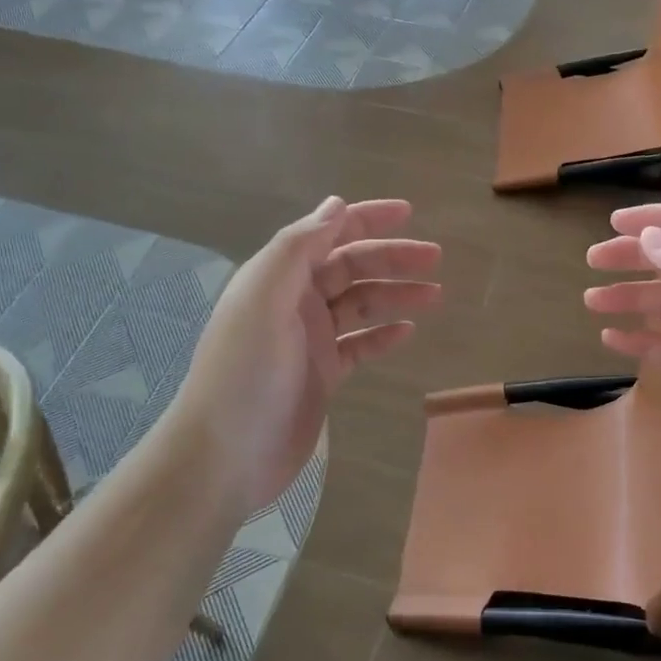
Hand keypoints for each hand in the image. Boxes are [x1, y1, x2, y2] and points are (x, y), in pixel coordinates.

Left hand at [161, 197, 439, 518]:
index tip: (409, 213)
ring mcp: (310, 340)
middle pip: (351, 267)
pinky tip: (408, 331)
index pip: (328, 234)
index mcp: (279, 277)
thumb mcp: (264, 299)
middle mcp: (295, 301)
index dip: (366, 219)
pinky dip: (383, 334)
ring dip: (395, 294)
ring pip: (360, 304)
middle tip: (435, 258)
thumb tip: (335, 205)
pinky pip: (359, 345)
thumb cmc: (244, 373)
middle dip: (392, 258)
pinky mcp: (322, 374)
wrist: (225, 456)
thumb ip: (298, 248)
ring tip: (435, 294)